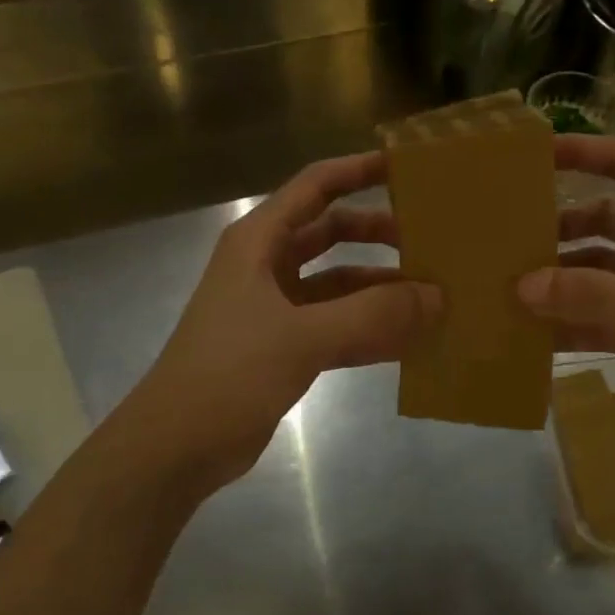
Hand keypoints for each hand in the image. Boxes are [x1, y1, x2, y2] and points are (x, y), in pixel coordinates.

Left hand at [119, 152, 439, 492]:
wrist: (175, 447)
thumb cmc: (228, 374)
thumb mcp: (302, 337)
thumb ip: (372, 315)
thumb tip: (438, 297)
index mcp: (259, 242)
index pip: (315, 186)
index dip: (358, 171)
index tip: (406, 168)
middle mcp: (266, 266)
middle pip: (331, 232)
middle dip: (378, 233)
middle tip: (430, 239)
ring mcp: (275, 308)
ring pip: (338, 283)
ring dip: (379, 286)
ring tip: (432, 294)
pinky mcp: (284, 347)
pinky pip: (337, 325)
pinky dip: (369, 328)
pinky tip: (409, 340)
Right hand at [520, 136, 614, 459]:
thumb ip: (594, 295)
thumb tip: (524, 284)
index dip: (584, 152)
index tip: (534, 157)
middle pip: (605, 221)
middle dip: (560, 229)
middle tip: (508, 243)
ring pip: (601, 274)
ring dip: (562, 281)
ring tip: (510, 292)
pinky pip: (605, 319)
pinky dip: (574, 324)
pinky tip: (535, 338)